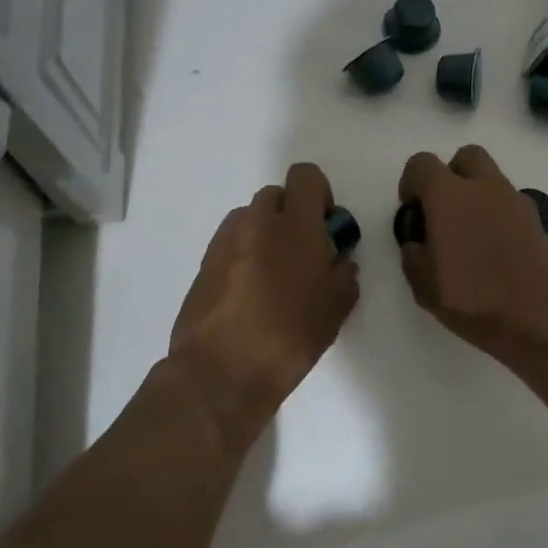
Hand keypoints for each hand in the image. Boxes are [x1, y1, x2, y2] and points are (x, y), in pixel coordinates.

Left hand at [168, 162, 359, 444]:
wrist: (221, 371)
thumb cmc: (289, 337)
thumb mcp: (336, 309)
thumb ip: (344, 274)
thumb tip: (338, 261)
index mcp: (295, 225)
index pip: (305, 176)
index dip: (319, 194)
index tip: (325, 227)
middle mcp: (256, 222)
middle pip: (276, 195)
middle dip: (291, 215)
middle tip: (301, 255)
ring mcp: (225, 241)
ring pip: (250, 219)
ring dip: (265, 234)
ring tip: (273, 278)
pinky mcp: (203, 264)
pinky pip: (231, 244)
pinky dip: (243, 256)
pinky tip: (249, 295)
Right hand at [397, 145, 547, 362]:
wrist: (541, 316)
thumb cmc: (474, 298)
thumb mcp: (424, 286)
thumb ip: (414, 255)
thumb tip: (419, 243)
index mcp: (449, 196)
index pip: (422, 164)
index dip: (411, 183)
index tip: (413, 212)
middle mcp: (484, 187)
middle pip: (466, 157)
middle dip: (450, 175)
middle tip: (443, 212)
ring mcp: (516, 201)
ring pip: (491, 179)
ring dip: (476, 195)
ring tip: (470, 237)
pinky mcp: (537, 220)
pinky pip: (510, 204)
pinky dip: (498, 215)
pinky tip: (495, 250)